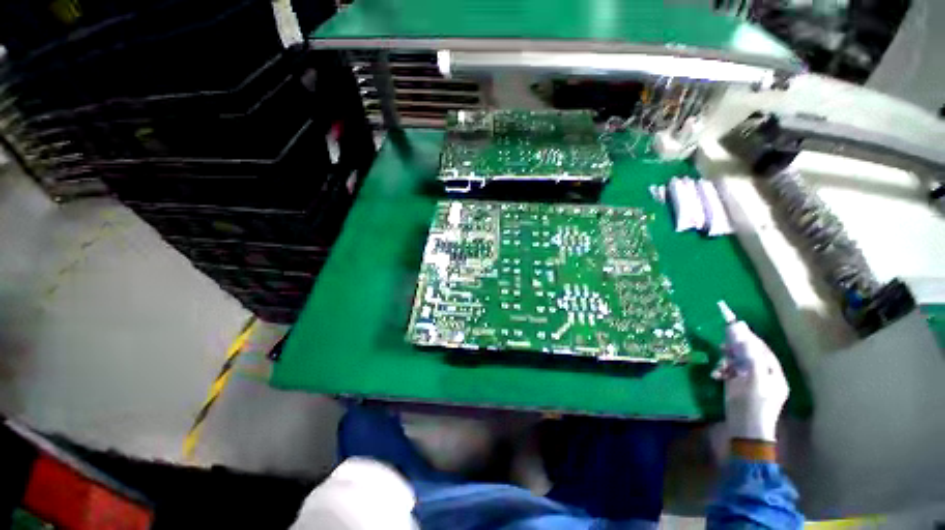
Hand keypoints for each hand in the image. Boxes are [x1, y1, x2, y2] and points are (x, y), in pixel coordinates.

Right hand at [713, 326, 788, 441]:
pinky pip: (729, 371)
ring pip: (737, 362)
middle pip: (749, 354)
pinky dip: (722, 370)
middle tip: (722, 345)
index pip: (762, 349)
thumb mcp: (753, 379)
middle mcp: (763, 375)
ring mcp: (749, 381)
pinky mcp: (736, 386)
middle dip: (735, 349)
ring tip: (719, 363)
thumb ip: (748, 355)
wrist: (744, 431)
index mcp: (773, 374)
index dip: (749, 337)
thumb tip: (741, 330)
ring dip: (726, 360)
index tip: (733, 324)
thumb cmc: (753, 405)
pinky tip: (716, 374)